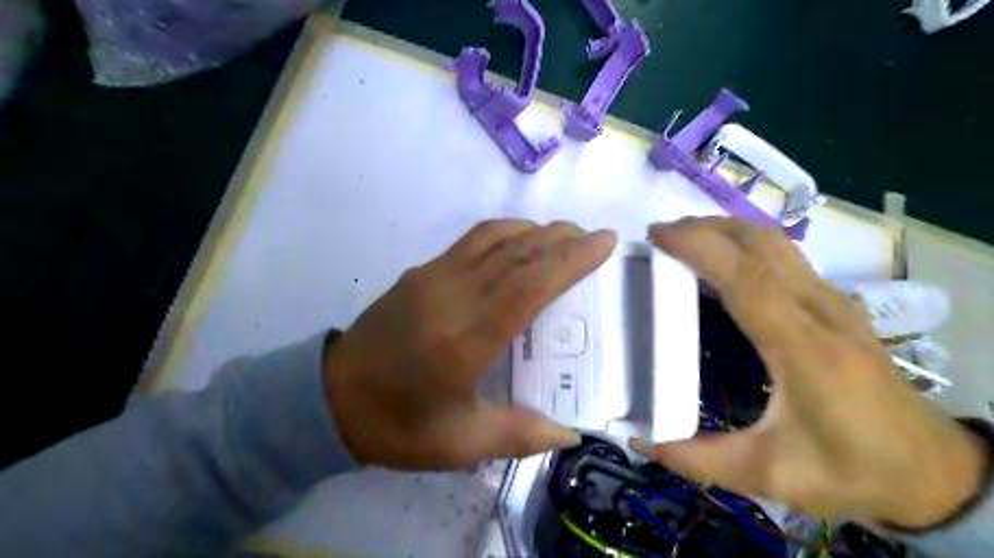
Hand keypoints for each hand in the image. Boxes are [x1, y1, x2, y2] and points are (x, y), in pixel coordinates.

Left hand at [323, 217, 619, 470]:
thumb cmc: (396, 425)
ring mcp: (432, 277)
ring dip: (534, 230)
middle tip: (594, 236)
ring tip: (564, 234)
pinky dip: (503, 233)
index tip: (602, 242)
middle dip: (561, 239)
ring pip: (493, 239)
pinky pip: (470, 241)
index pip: (528, 285)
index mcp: (466, 339)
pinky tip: (519, 241)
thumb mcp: (458, 444)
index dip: (569, 260)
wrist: (330, 398)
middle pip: (516, 254)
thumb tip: (569, 433)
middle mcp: (452, 296)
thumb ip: (518, 435)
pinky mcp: (419, 272)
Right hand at [631, 215, 981, 526]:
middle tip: (661, 235)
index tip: (658, 236)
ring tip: (683, 240)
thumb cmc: (852, 469)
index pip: (748, 278)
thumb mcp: (770, 476)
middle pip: (762, 244)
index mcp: (804, 349)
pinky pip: (783, 256)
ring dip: (726, 230)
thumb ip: (699, 460)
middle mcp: (822, 311)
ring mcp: (833, 302)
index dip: (701, 248)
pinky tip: (721, 261)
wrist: (933, 470)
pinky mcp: (835, 303)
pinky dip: (743, 244)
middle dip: (706, 228)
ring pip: (775, 242)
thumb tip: (642, 441)